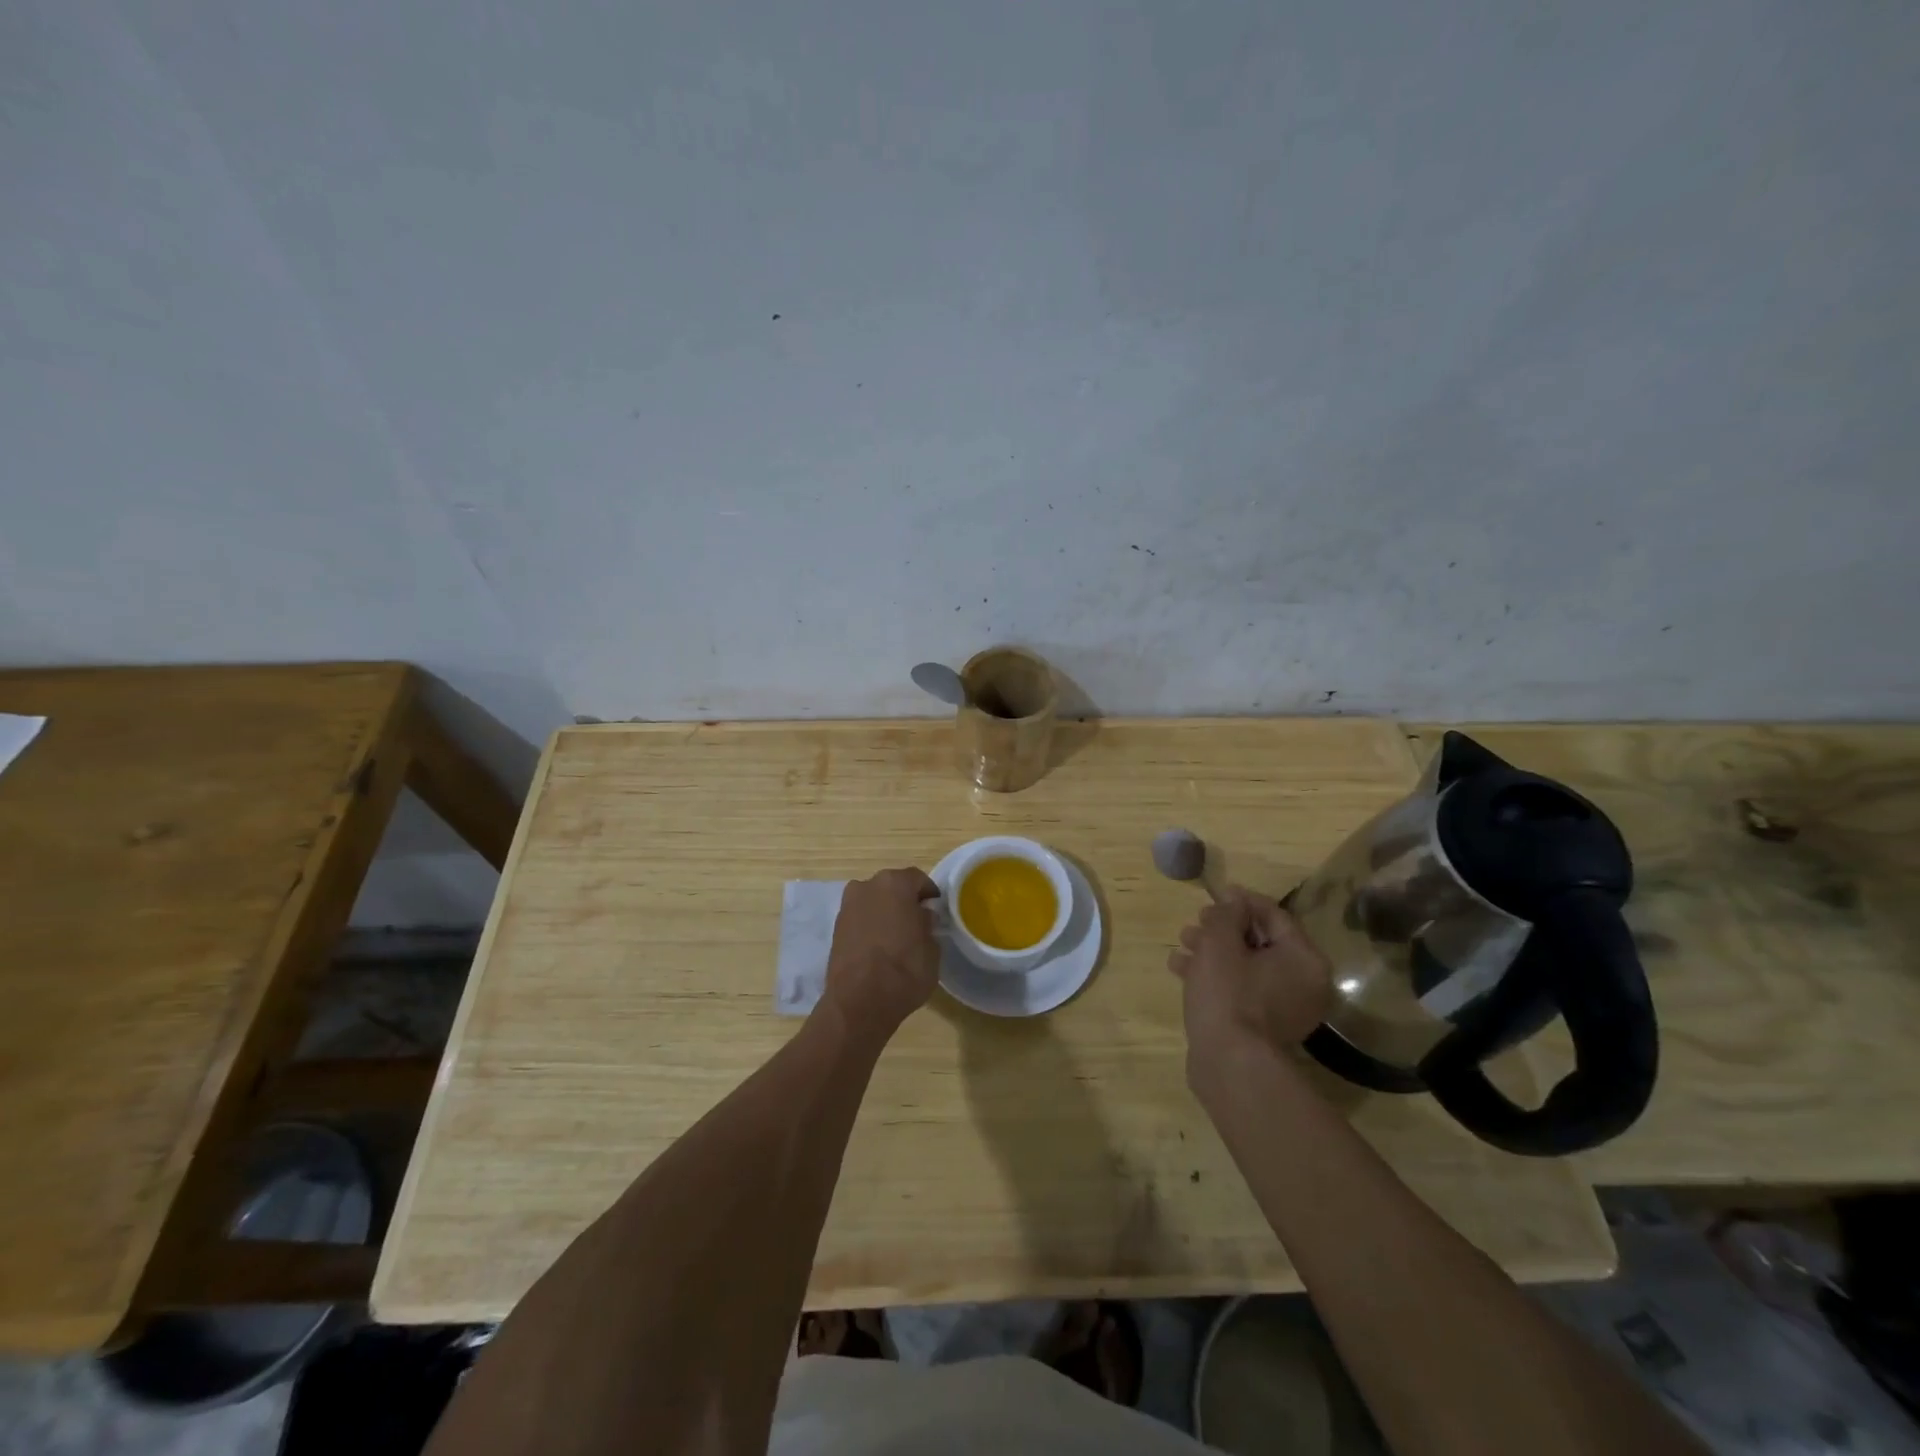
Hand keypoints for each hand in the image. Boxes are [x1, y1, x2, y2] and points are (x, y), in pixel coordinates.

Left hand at [822, 867, 941, 1041]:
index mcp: (895, 883)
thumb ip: (928, 925)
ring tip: (897, 936)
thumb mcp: (932, 948)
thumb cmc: (904, 970)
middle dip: (904, 900)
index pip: (917, 879)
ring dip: (885, 912)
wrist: (859, 1002)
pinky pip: (860, 918)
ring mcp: (848, 906)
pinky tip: (879, 947)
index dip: (929, 894)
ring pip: (873, 901)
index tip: (936, 910)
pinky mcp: (835, 927)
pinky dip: (869, 926)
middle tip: (917, 922)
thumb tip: (922, 917)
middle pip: (892, 887)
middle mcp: (868, 886)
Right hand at [1167, 889, 1331, 1078]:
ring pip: (1247, 967)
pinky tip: (1181, 970)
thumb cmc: (1228, 992)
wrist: (1228, 1064)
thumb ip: (1227, 913)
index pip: (1275, 915)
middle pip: (1261, 942)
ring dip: (1214, 951)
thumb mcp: (1220, 942)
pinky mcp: (1263, 1029)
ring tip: (1183, 943)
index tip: (1216, 893)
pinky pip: (1242, 990)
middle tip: (1196, 921)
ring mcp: (1286, 1009)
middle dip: (1223, 928)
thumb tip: (1234, 900)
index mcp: (1305, 959)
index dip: (1242, 900)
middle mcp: (1305, 984)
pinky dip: (1216, 977)